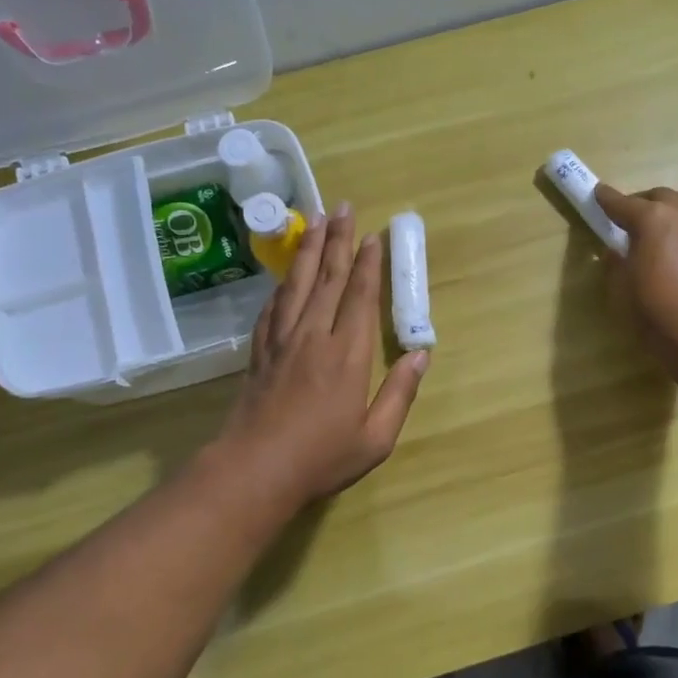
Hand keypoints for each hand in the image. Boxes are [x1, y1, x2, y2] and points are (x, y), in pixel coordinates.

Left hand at [219, 204, 430, 507]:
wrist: (255, 470)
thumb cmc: (322, 458)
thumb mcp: (376, 437)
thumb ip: (401, 393)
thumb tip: (422, 356)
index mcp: (348, 355)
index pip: (360, 297)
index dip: (368, 264)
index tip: (372, 236)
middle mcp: (314, 337)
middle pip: (327, 279)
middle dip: (337, 241)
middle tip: (342, 207)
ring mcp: (283, 342)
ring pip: (296, 285)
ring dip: (308, 251)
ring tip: (315, 221)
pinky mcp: (260, 353)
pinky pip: (273, 308)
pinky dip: (281, 286)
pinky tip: (285, 276)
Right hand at [593, 184, 677, 370]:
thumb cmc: (656, 308)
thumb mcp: (621, 287)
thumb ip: (615, 262)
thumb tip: (614, 251)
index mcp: (653, 218)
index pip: (623, 203)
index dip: (606, 199)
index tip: (596, 194)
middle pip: (656, 197)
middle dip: (638, 203)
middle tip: (622, 219)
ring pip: (677, 207)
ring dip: (660, 213)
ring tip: (646, 234)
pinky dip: (675, 228)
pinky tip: (666, 249)